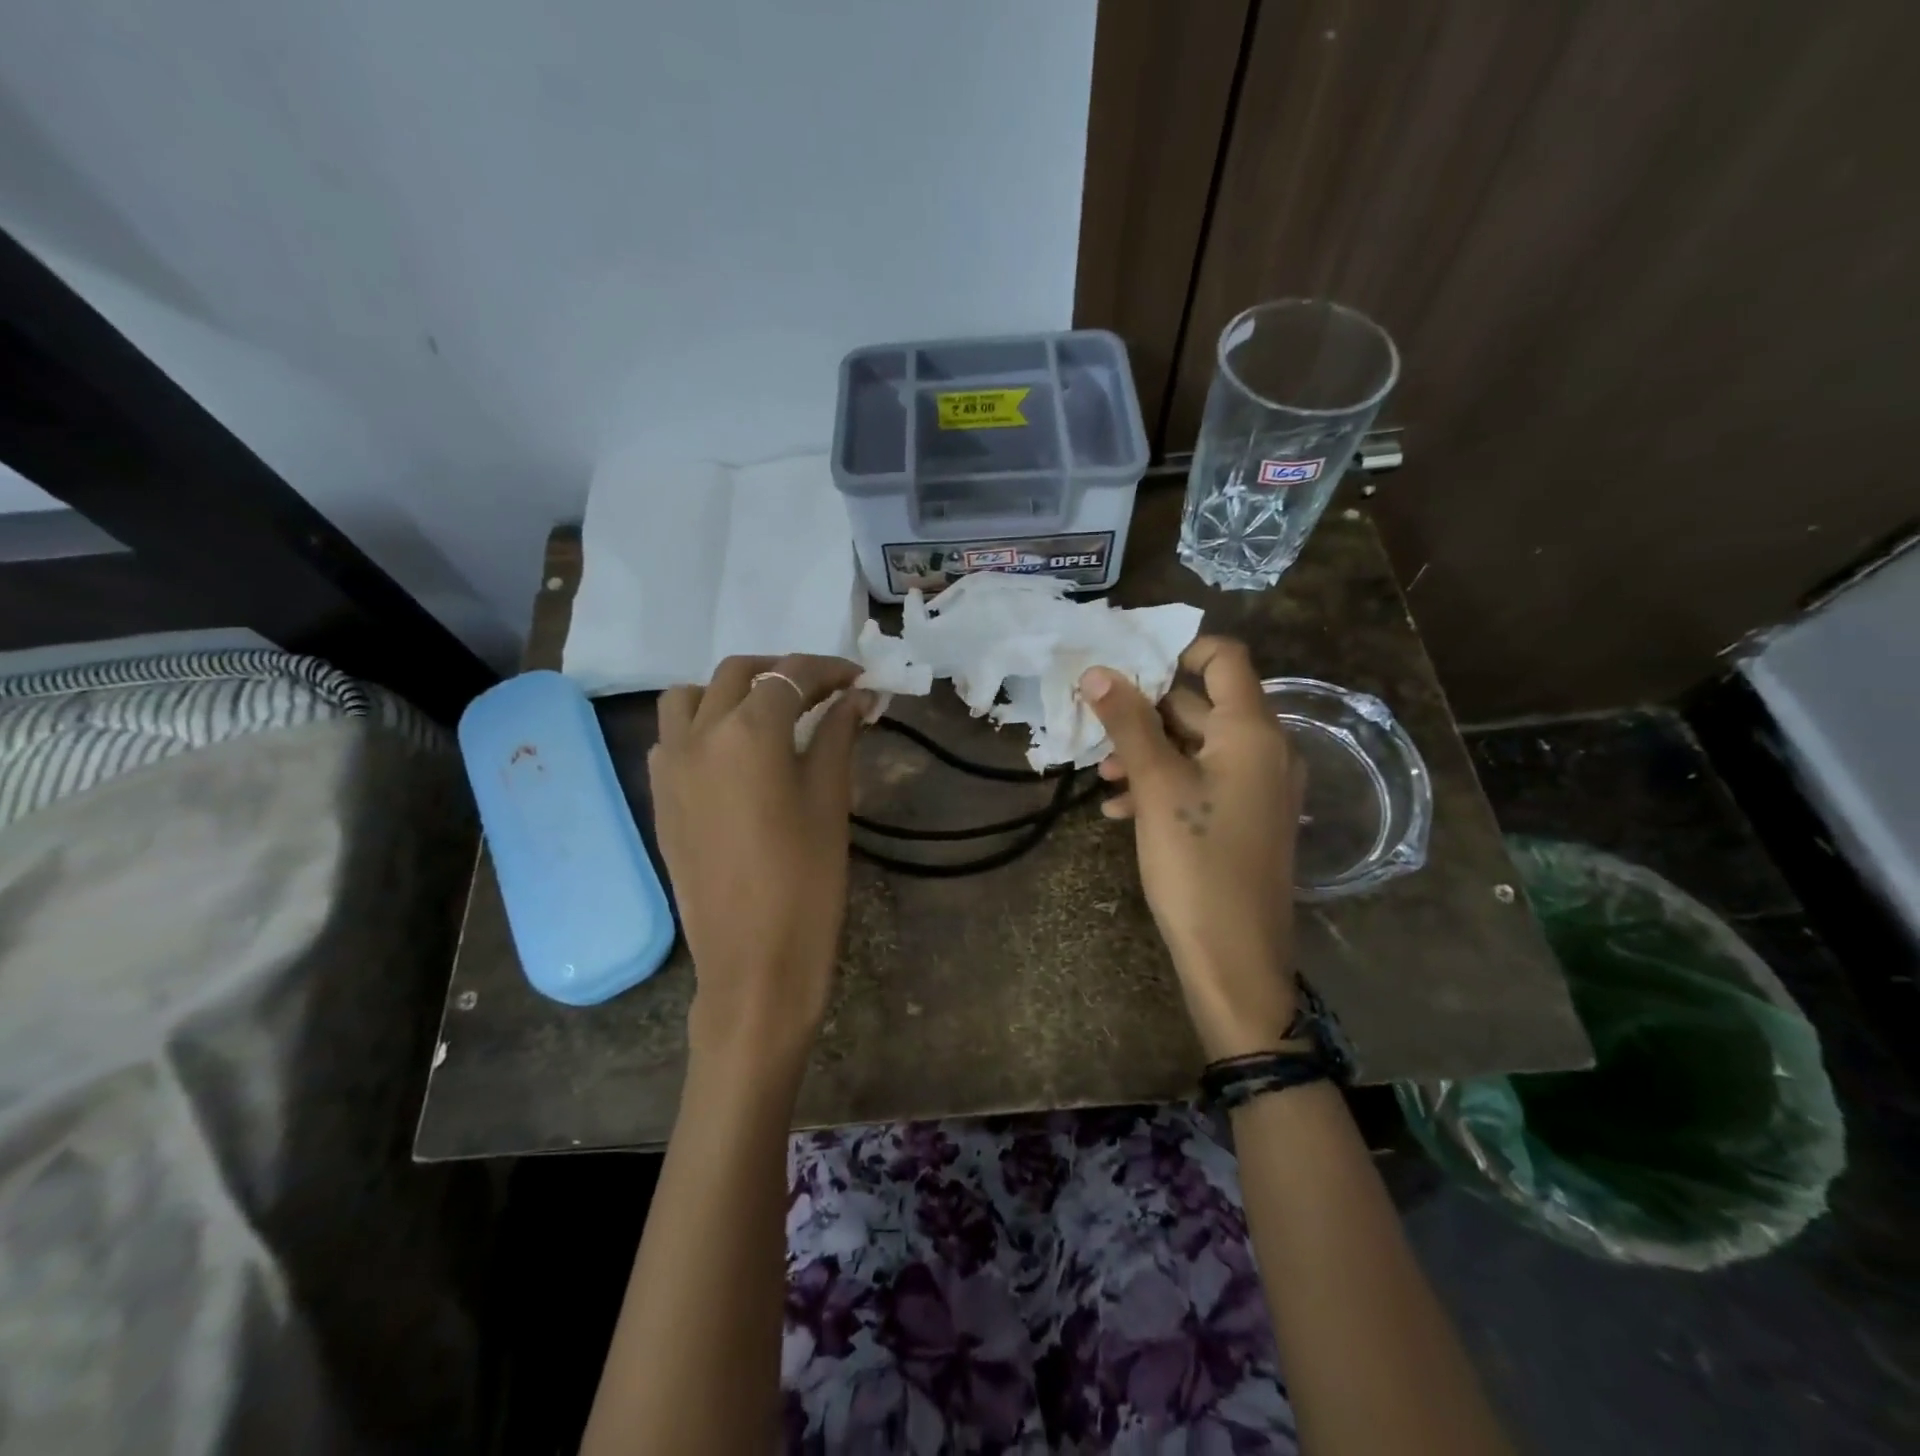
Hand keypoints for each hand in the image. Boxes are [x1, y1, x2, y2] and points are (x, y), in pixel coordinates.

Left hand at [649, 655, 869, 1074]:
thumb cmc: (807, 880)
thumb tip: (856, 698)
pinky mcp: (659, 796)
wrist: (753, 959)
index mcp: (749, 732)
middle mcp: (699, 735)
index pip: (790, 676)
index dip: (828, 670)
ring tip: (768, 713)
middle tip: (821, 691)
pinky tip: (733, 753)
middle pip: (738, 674)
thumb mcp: (830, 800)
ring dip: (731, 690)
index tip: (857, 678)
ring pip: (691, 697)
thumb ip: (838, 736)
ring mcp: (670, 765)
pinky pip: (672, 736)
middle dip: (782, 672)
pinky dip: (702, 724)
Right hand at [1081, 637, 1304, 1060]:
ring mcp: (1257, 788)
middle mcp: (1265, 750)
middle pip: (1201, 705)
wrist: (1235, 958)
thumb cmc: (1196, 863)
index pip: (1225, 659)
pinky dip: (1163, 785)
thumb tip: (1099, 671)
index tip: (1129, 667)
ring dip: (1147, 754)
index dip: (1178, 652)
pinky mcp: (1244, 819)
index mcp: (1253, 731)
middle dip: (1145, 715)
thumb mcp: (1156, 787)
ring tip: (1104, 780)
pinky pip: (1201, 782)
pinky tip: (1121, 811)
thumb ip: (1128, 724)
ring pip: (1195, 748)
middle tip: (1097, 731)